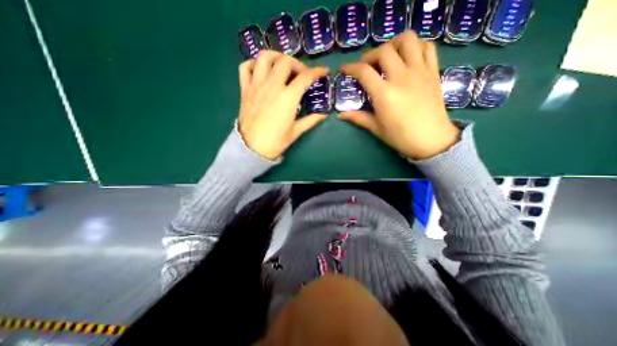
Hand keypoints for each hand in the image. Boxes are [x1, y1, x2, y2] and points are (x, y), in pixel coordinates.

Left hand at [236, 51, 332, 160]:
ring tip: (282, 65)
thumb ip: (311, 120)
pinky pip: (246, 67)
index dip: (317, 71)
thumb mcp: (296, 131)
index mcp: (288, 97)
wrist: (252, 148)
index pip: (305, 77)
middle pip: (286, 61)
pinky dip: (254, 63)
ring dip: (277, 56)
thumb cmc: (276, 141)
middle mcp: (272, 86)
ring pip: (265, 57)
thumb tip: (323, 115)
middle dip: (298, 64)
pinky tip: (261, 70)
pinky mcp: (245, 89)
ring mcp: (257, 85)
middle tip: (301, 74)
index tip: (323, 71)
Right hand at [339, 32, 459, 158]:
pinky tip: (408, 57)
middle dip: (370, 55)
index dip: (351, 68)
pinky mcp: (433, 72)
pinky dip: (415, 46)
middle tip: (366, 66)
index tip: (344, 69)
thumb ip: (358, 118)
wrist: (431, 140)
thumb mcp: (376, 128)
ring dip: (393, 43)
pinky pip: (427, 48)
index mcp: (384, 94)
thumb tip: (341, 115)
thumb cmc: (400, 137)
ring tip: (388, 56)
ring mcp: (420, 72)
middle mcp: (401, 77)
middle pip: (384, 51)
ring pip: (408, 40)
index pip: (364, 72)